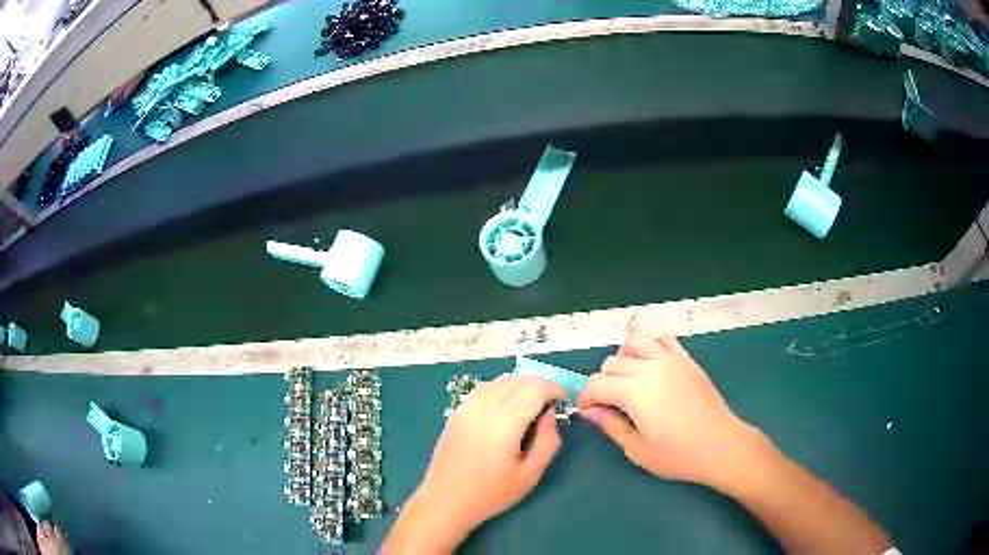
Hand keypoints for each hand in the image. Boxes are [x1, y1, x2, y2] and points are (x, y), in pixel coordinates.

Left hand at [384, 375, 564, 553]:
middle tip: (551, 405)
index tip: (563, 402)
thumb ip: (548, 441)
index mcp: (503, 422)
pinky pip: (485, 387)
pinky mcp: (457, 410)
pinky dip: (503, 388)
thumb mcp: (530, 474)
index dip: (553, 389)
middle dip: (540, 386)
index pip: (534, 388)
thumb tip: (550, 414)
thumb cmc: (491, 493)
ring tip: (532, 405)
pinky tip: (507, 407)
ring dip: (522, 385)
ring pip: (501, 380)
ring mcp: (466, 406)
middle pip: (519, 380)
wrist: (445, 500)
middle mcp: (483, 406)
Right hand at [578, 332, 757, 487]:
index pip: (596, 383)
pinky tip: (654, 367)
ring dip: (624, 358)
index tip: (588, 412)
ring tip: (629, 380)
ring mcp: (670, 360)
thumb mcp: (636, 449)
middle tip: (610, 404)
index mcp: (633, 391)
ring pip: (635, 342)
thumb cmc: (677, 454)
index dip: (585, 398)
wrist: (720, 445)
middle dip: (603, 382)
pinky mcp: (687, 360)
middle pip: (612, 362)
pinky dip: (652, 347)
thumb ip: (610, 425)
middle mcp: (649, 367)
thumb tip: (590, 411)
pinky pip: (664, 340)